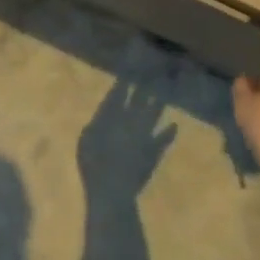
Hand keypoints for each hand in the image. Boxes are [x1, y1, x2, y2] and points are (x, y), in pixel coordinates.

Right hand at [76, 79, 177, 196]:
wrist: (113, 189)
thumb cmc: (92, 166)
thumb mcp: (85, 143)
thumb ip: (94, 126)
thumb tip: (102, 115)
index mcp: (111, 118)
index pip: (118, 95)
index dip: (124, 82)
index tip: (130, 69)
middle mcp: (130, 121)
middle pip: (139, 99)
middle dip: (144, 84)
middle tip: (151, 70)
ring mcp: (145, 135)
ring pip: (153, 114)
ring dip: (158, 102)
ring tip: (163, 91)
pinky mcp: (153, 150)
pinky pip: (163, 139)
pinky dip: (169, 132)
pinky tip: (174, 125)